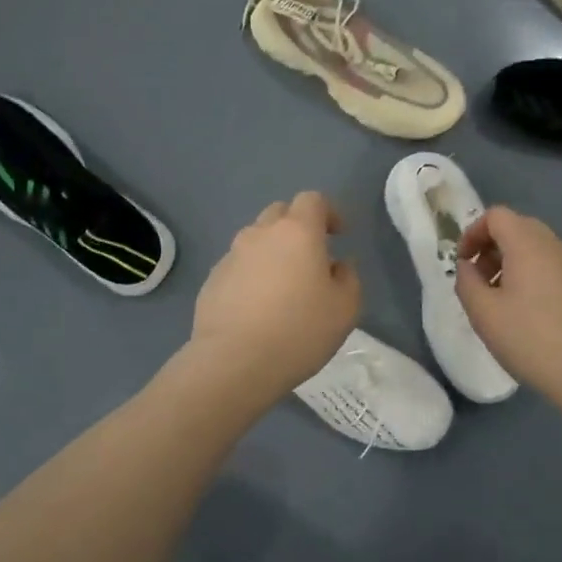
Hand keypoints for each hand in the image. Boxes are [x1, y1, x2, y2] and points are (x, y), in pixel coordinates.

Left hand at [187, 191, 360, 403]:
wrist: (234, 361)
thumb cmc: (299, 331)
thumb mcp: (345, 308)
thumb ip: (348, 278)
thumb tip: (338, 265)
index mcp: (297, 232)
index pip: (312, 200)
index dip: (328, 212)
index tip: (338, 235)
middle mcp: (260, 234)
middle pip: (280, 213)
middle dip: (298, 227)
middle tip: (311, 257)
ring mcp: (231, 255)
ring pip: (256, 239)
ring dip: (272, 251)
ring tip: (283, 286)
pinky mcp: (212, 280)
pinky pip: (238, 266)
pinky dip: (252, 275)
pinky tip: (258, 307)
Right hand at [455, 206, 561, 404]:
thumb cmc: (530, 339)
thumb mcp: (483, 313)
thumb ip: (466, 282)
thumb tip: (467, 266)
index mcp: (528, 244)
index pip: (496, 216)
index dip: (472, 232)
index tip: (462, 263)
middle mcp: (554, 246)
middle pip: (516, 227)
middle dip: (490, 247)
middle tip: (476, 279)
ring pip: (533, 247)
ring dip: (508, 262)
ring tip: (496, 299)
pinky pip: (548, 266)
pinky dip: (528, 274)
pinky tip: (522, 312)